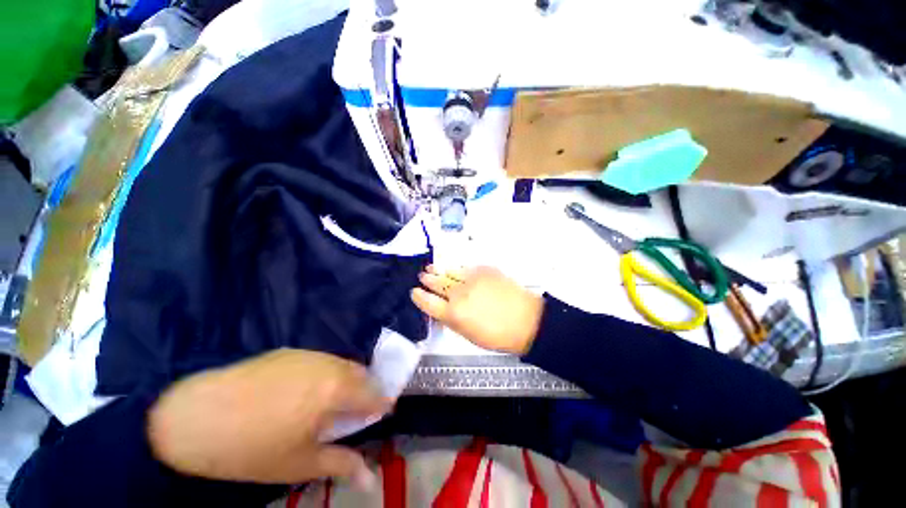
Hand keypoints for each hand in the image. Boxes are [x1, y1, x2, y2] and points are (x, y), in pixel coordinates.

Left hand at [147, 349, 390, 485]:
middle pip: (362, 374)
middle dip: (364, 392)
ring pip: (342, 364)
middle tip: (352, 414)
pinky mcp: (290, 352)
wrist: (195, 417)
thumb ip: (341, 465)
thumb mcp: (299, 463)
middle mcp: (329, 365)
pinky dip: (325, 374)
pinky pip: (321, 361)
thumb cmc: (251, 448)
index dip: (381, 406)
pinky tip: (302, 392)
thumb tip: (372, 480)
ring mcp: (309, 355)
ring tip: (328, 404)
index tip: (379, 416)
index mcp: (336, 389)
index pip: (375, 393)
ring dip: (345, 381)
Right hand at [411, 266, 543, 354]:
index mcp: (453, 313)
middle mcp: (458, 293)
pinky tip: (453, 270)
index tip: (415, 292)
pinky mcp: (483, 269)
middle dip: (427, 280)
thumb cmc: (498, 335)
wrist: (526, 320)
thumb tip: (441, 310)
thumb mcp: (469, 335)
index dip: (418, 296)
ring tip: (430, 268)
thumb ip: (451, 320)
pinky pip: (465, 267)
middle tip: (422, 276)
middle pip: (436, 283)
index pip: (427, 302)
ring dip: (438, 270)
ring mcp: (471, 278)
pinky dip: (457, 269)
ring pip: (448, 271)